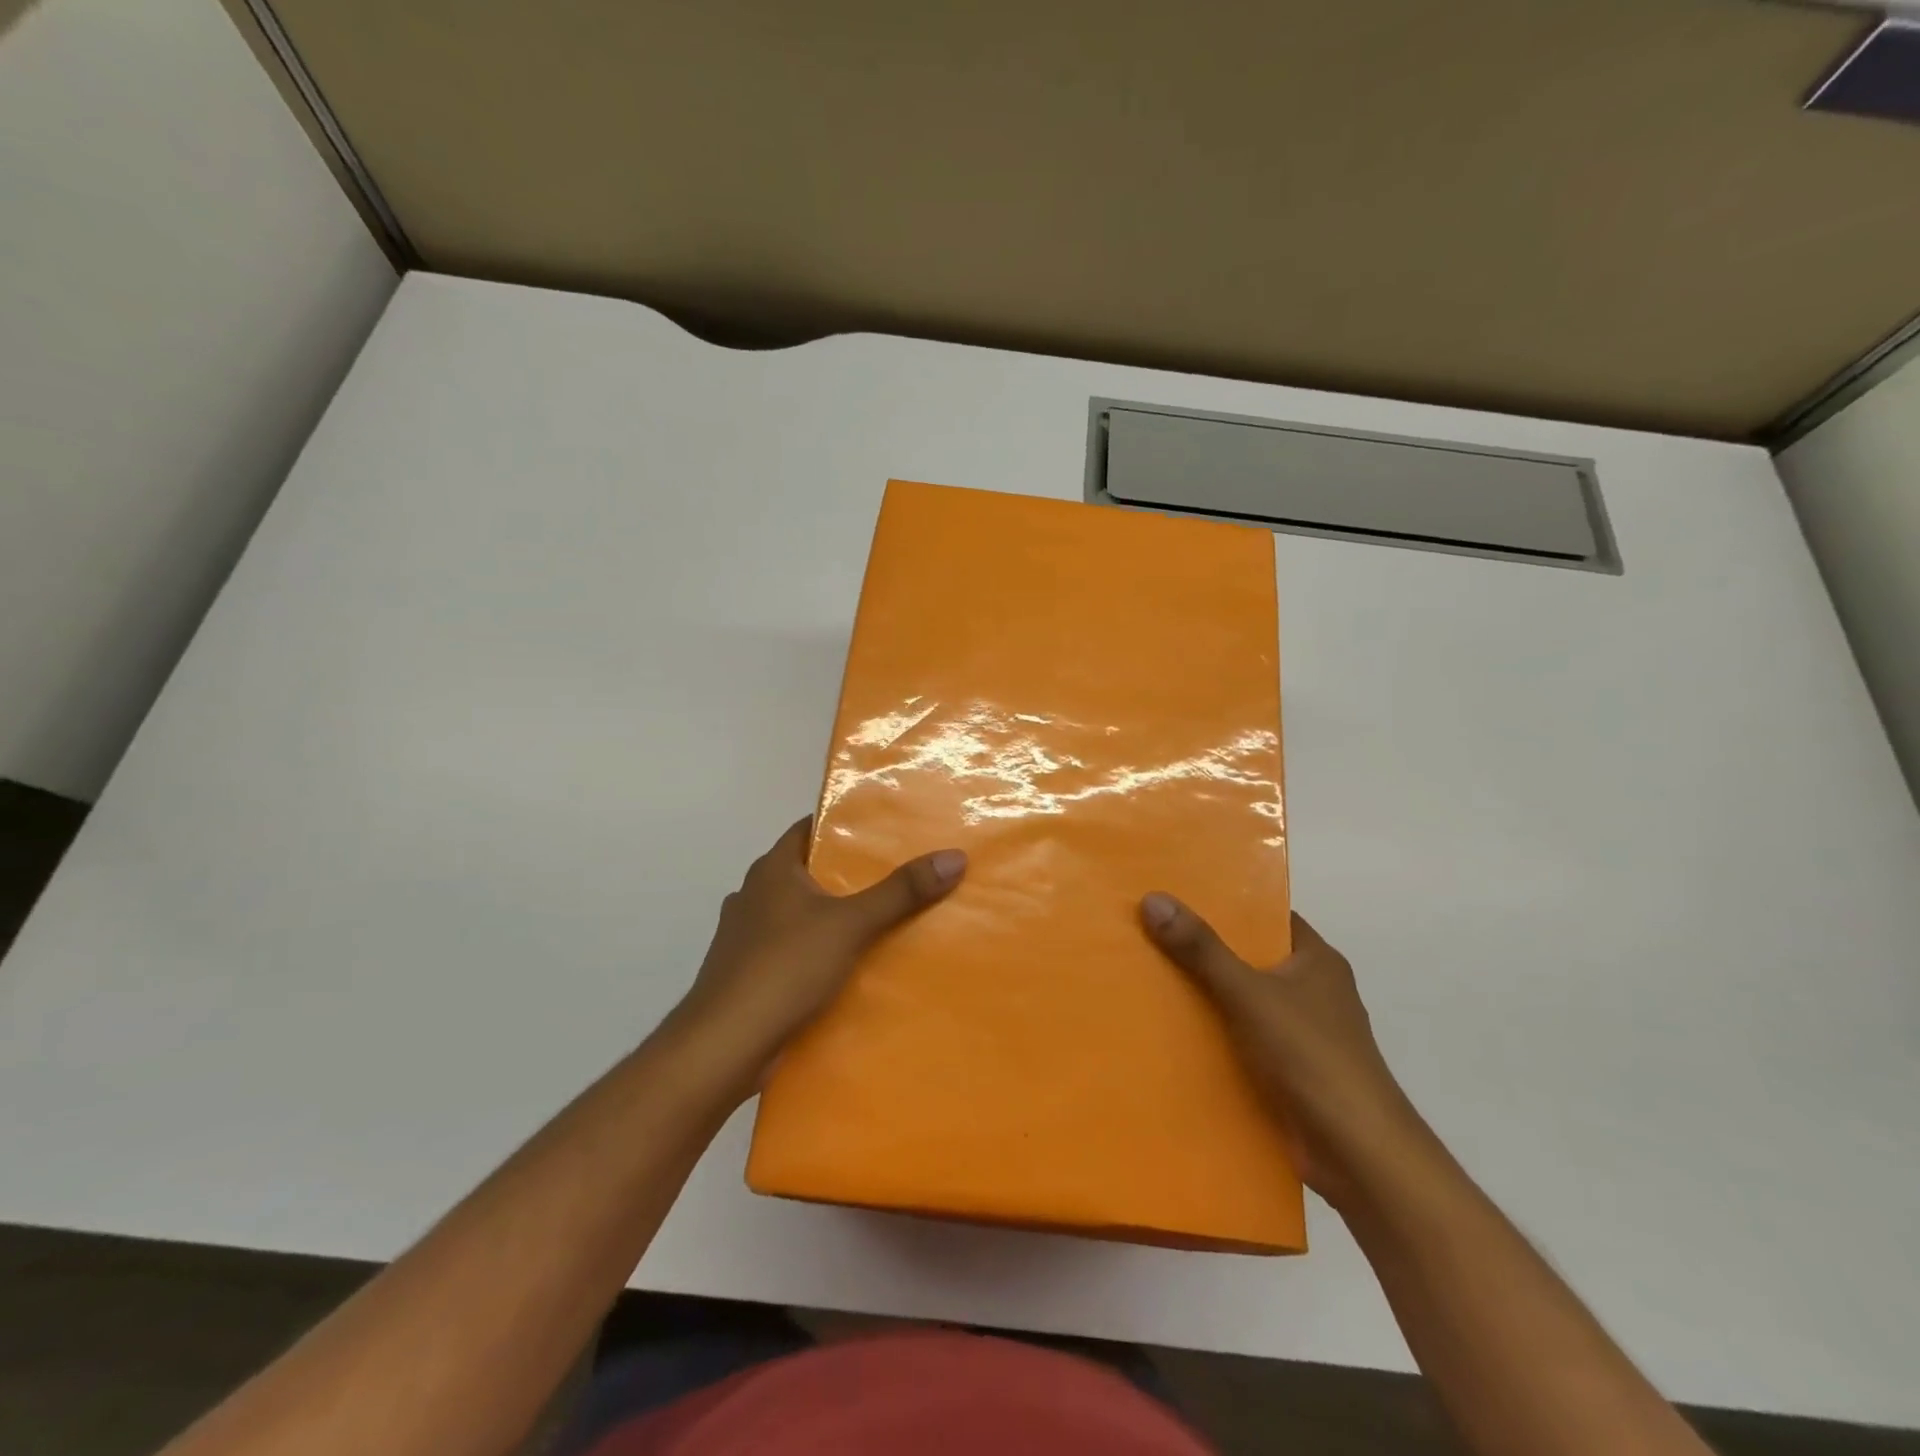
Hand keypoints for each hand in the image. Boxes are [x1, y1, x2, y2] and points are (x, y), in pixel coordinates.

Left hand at [670, 818, 966, 1081]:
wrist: (723, 1046)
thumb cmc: (783, 968)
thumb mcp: (851, 924)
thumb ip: (901, 892)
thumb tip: (954, 856)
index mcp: (772, 869)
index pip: (810, 829)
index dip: (844, 825)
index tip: (885, 829)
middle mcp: (754, 894)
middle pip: (809, 871)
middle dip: (848, 874)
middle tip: (898, 874)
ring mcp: (746, 936)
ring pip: (800, 914)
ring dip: (833, 916)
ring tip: (883, 920)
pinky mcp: (749, 973)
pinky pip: (792, 950)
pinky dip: (818, 951)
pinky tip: (849, 966)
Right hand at [1140, 895, 1425, 1207]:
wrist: (1358, 1157)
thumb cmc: (1311, 1057)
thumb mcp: (1249, 993)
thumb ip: (1201, 949)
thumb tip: (1153, 899)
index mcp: (1315, 960)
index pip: (1267, 916)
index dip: (1225, 903)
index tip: (1177, 894)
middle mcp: (1312, 991)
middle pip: (1249, 958)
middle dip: (1203, 949)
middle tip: (1148, 931)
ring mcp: (1301, 1034)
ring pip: (1242, 1001)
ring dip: (1204, 995)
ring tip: (1147, 975)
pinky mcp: (1289, 1073)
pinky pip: (1242, 1040)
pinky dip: (1213, 1036)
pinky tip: (1169, 1031)